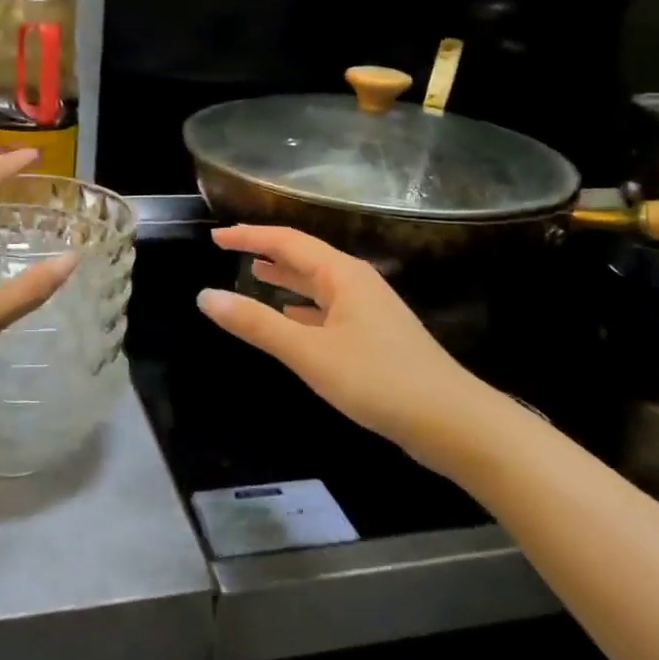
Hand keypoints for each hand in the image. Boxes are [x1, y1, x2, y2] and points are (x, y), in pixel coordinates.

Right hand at [197, 225, 474, 443]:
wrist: (452, 423)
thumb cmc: (378, 380)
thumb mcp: (309, 352)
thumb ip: (256, 324)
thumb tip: (205, 297)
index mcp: (342, 274)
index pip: (287, 241)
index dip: (250, 236)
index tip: (216, 237)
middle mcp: (356, 283)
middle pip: (304, 257)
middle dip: (267, 252)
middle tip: (229, 250)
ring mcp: (368, 310)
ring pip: (317, 284)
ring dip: (286, 278)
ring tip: (254, 274)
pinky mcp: (374, 337)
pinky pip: (328, 310)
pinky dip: (303, 307)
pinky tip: (291, 317)